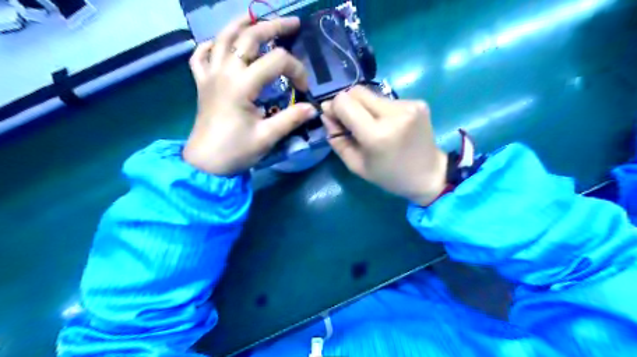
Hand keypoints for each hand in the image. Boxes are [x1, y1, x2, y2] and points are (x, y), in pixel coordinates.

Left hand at [182, 15, 315, 174]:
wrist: (205, 164)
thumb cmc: (236, 151)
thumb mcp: (267, 137)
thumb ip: (291, 119)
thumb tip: (313, 108)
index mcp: (242, 85)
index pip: (276, 62)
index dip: (296, 70)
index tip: (304, 88)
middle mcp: (224, 72)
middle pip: (249, 38)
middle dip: (273, 28)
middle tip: (292, 24)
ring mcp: (210, 75)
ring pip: (222, 38)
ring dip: (241, 24)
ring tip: (256, 17)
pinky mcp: (201, 83)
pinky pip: (200, 56)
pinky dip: (210, 45)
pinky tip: (219, 44)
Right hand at [324, 85, 446, 205]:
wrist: (429, 174)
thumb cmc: (389, 176)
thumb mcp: (356, 165)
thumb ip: (337, 139)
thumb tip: (326, 114)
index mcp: (376, 135)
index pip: (344, 102)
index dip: (334, 107)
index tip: (335, 119)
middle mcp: (393, 114)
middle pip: (357, 91)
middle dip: (347, 104)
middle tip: (350, 122)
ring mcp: (408, 105)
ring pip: (372, 94)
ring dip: (364, 107)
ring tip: (372, 126)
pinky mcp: (418, 102)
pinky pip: (387, 99)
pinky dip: (380, 109)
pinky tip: (388, 124)